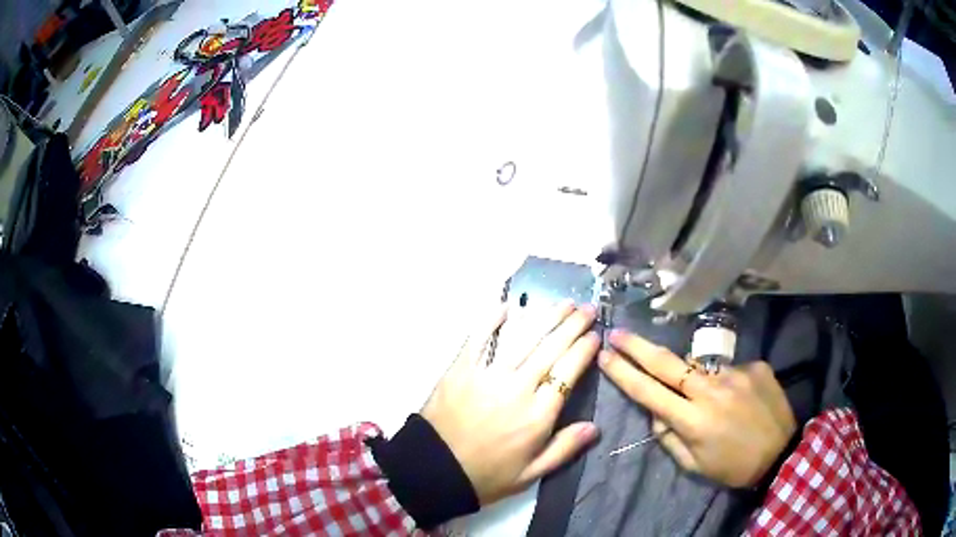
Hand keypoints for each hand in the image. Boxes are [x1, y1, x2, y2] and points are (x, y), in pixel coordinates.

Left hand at [422, 301, 600, 504]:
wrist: (434, 471)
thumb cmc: (486, 475)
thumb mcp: (531, 474)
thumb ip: (564, 449)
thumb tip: (594, 427)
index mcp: (537, 415)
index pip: (568, 372)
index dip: (584, 350)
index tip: (595, 335)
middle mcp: (517, 388)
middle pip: (550, 349)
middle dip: (572, 325)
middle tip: (586, 309)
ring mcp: (487, 375)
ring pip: (523, 339)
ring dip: (545, 317)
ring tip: (563, 303)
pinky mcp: (461, 369)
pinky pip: (479, 339)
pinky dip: (492, 320)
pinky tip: (507, 306)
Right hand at [599, 330, 795, 487]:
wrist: (781, 453)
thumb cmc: (732, 467)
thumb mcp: (694, 465)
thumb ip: (670, 438)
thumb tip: (656, 412)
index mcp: (693, 420)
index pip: (649, 392)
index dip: (624, 373)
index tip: (605, 355)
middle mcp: (712, 391)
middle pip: (668, 363)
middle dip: (638, 346)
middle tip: (618, 332)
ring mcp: (736, 373)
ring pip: (701, 368)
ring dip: (695, 379)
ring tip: (716, 403)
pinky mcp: (756, 366)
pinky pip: (729, 370)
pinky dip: (726, 382)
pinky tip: (740, 400)